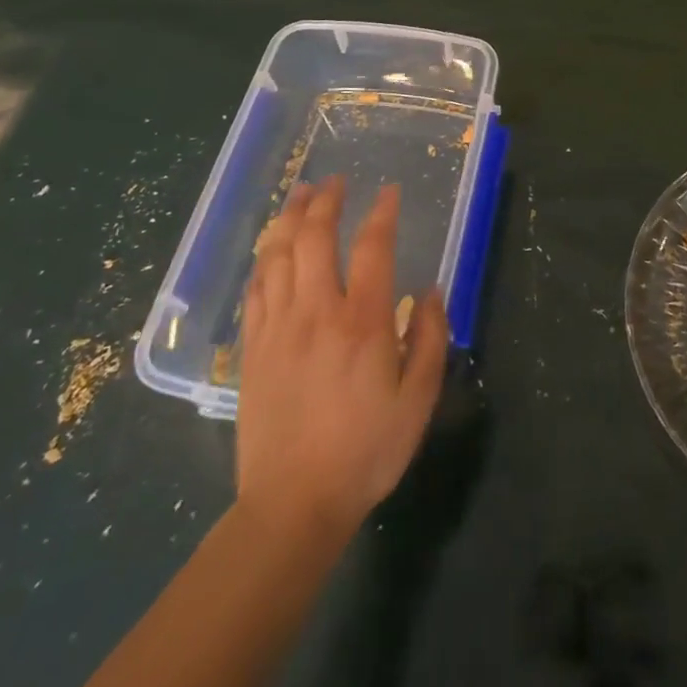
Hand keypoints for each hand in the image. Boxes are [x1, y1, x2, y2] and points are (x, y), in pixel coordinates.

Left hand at [236, 177, 447, 540]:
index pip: (372, 247)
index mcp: (362, 322)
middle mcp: (317, 312)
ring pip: (277, 255)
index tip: (389, 192)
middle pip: (314, 238)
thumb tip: (433, 291)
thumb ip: (431, 339)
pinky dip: (264, 259)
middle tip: (336, 181)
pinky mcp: (252, 349)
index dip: (382, 213)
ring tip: (300, 195)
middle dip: (326, 201)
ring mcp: (278, 328)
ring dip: (289, 218)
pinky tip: (270, 249)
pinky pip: (255, 289)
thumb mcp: (418, 400)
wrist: (292, 506)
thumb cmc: (366, 452)